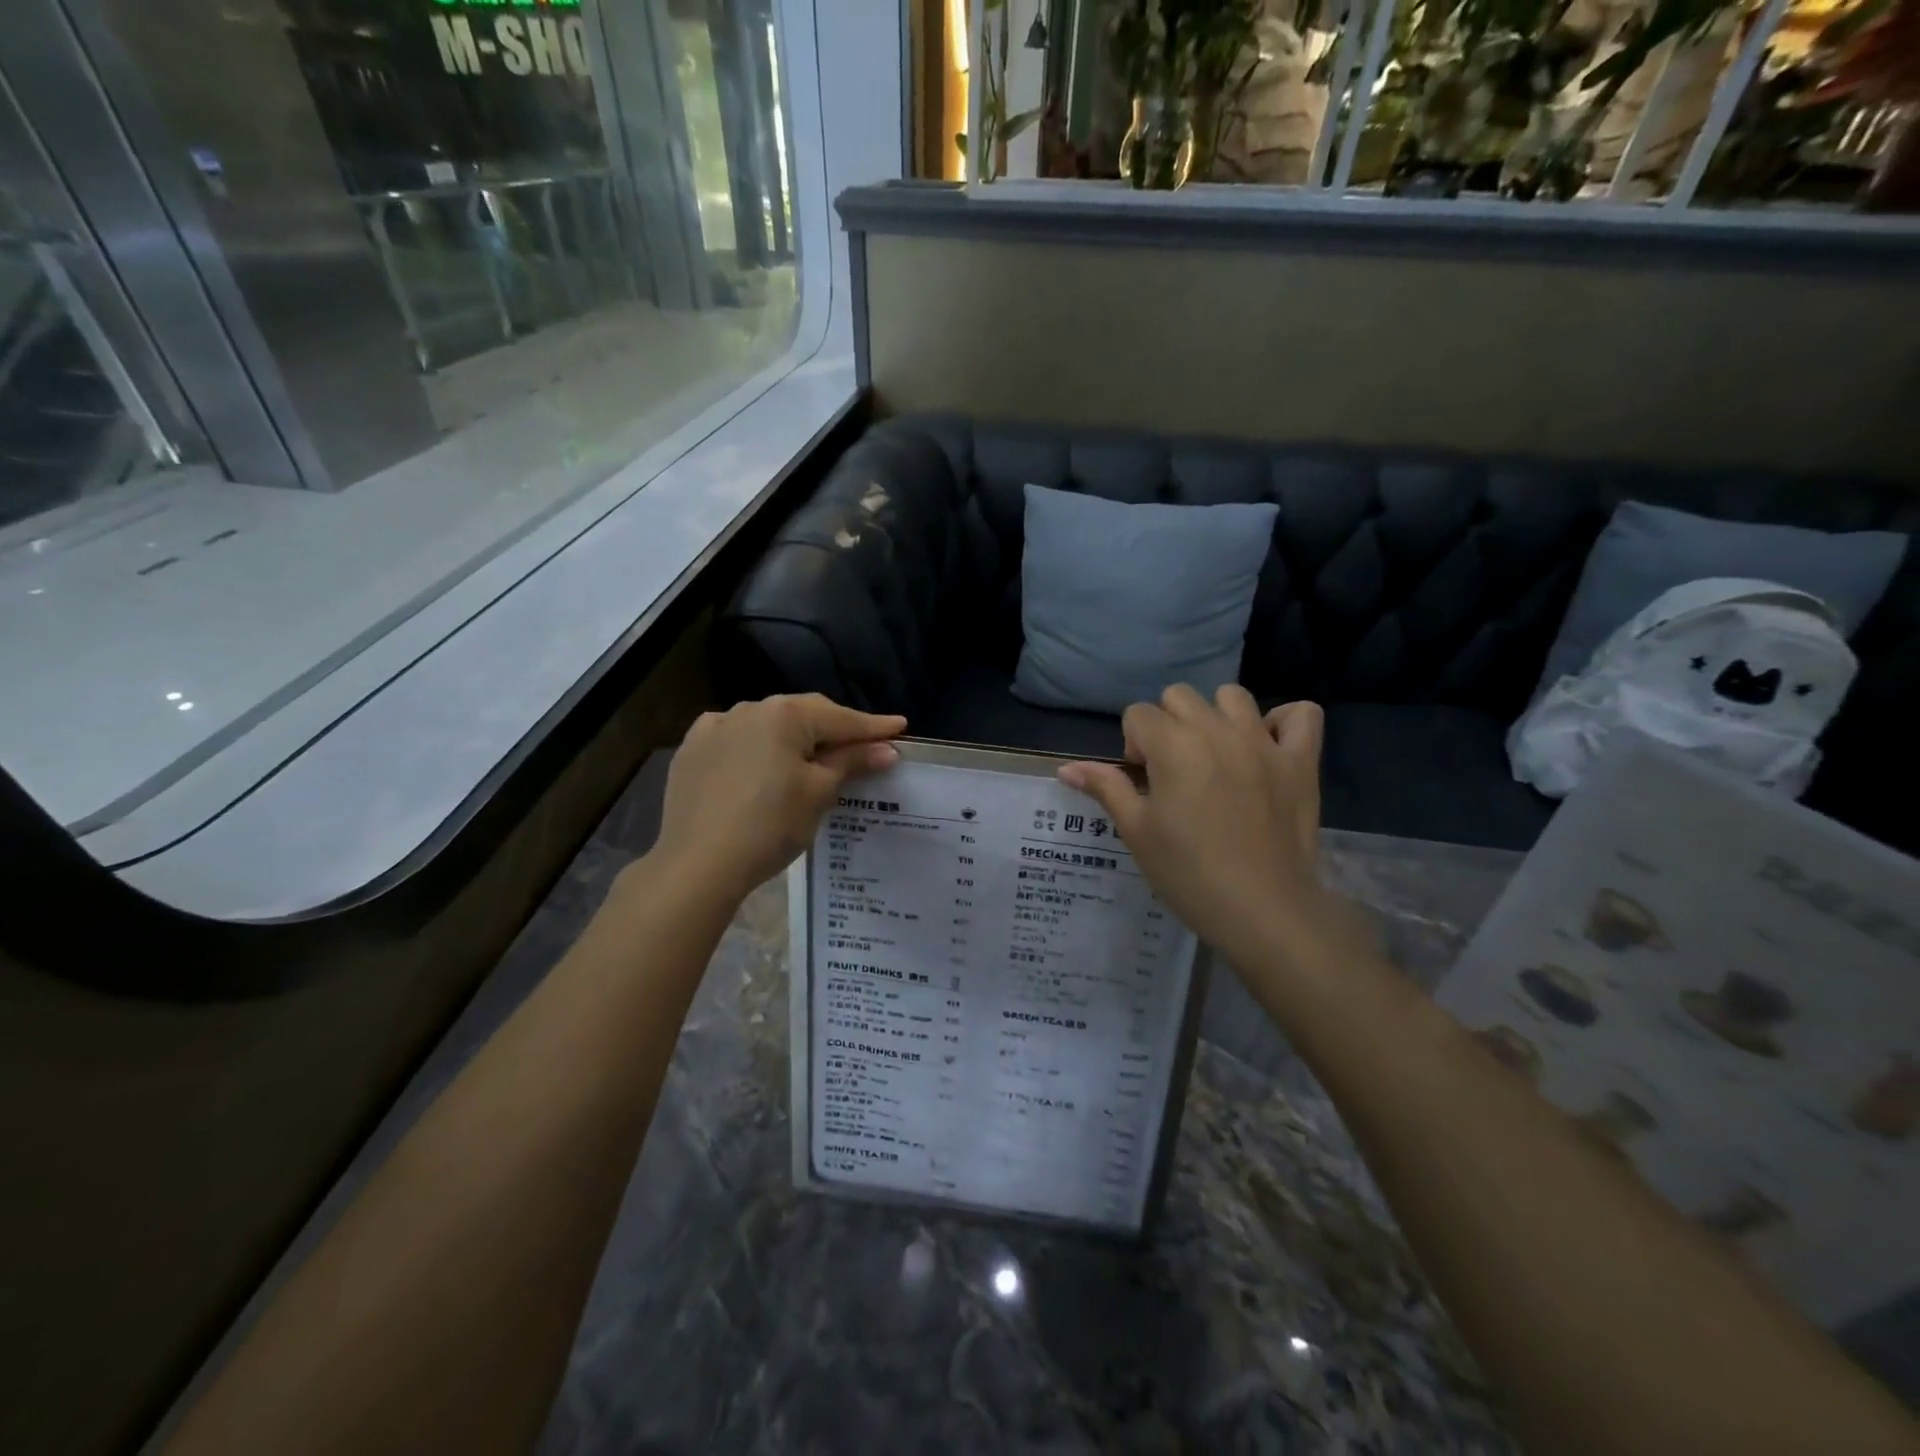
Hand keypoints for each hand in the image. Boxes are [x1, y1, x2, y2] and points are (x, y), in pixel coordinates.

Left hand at [653, 695, 905, 903]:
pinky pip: (736, 740)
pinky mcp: (692, 751)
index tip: (900, 727)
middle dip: (834, 729)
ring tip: (815, 755)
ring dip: (795, 736)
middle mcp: (748, 709)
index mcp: (783, 714)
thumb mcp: (819, 793)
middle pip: (803, 715)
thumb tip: (886, 750)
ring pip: (768, 725)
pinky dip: (758, 747)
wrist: (697, 865)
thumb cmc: (770, 825)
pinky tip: (763, 762)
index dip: (873, 727)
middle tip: (864, 744)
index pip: (840, 718)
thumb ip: (852, 762)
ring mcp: (714, 728)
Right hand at [1058, 685, 1336, 965]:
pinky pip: (1301, 714)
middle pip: (1179, 696)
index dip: (1133, 746)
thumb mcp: (1136, 831)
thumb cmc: (1188, 872)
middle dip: (1167, 725)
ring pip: (1232, 695)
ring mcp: (1264, 741)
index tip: (1143, 784)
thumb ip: (1106, 788)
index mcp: (1173, 745)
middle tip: (1173, 772)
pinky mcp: (1301, 760)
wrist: (1262, 909)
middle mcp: (1217, 729)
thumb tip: (1066, 769)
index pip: (1138, 714)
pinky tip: (1268, 748)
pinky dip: (1283, 723)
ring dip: (1216, 716)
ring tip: (1216, 756)